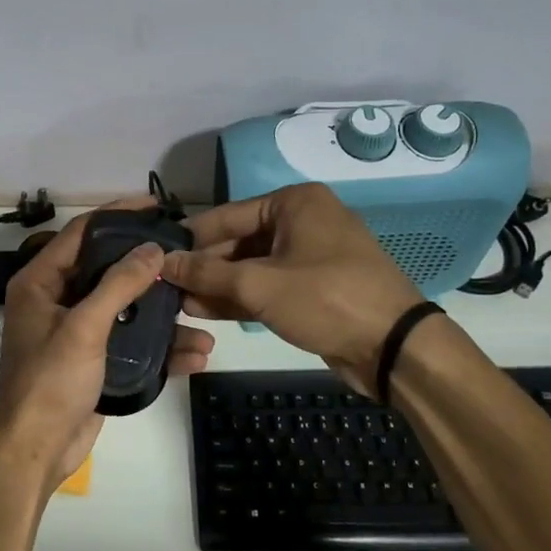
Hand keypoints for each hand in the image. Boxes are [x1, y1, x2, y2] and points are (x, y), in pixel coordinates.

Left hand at [0, 200, 215, 492]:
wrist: (36, 452)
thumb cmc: (50, 382)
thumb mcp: (84, 328)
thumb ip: (119, 285)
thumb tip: (152, 249)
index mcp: (40, 283)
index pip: (81, 234)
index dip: (117, 215)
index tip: (155, 206)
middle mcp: (56, 300)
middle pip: (106, 269)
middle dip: (147, 266)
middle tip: (185, 254)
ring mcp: (76, 332)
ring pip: (124, 309)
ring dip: (161, 313)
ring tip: (200, 311)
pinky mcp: (94, 361)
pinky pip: (130, 343)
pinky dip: (159, 347)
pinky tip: (194, 354)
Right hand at [161, 182, 424, 395]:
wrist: (394, 347)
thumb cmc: (326, 299)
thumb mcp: (259, 285)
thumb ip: (207, 274)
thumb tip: (165, 264)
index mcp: (294, 203)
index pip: (227, 215)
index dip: (191, 238)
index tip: (156, 256)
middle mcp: (302, 221)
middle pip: (238, 241)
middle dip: (204, 267)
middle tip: (165, 286)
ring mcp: (309, 256)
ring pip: (251, 267)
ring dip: (217, 286)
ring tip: (177, 302)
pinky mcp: (312, 288)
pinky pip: (267, 286)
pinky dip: (239, 298)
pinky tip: (204, 310)